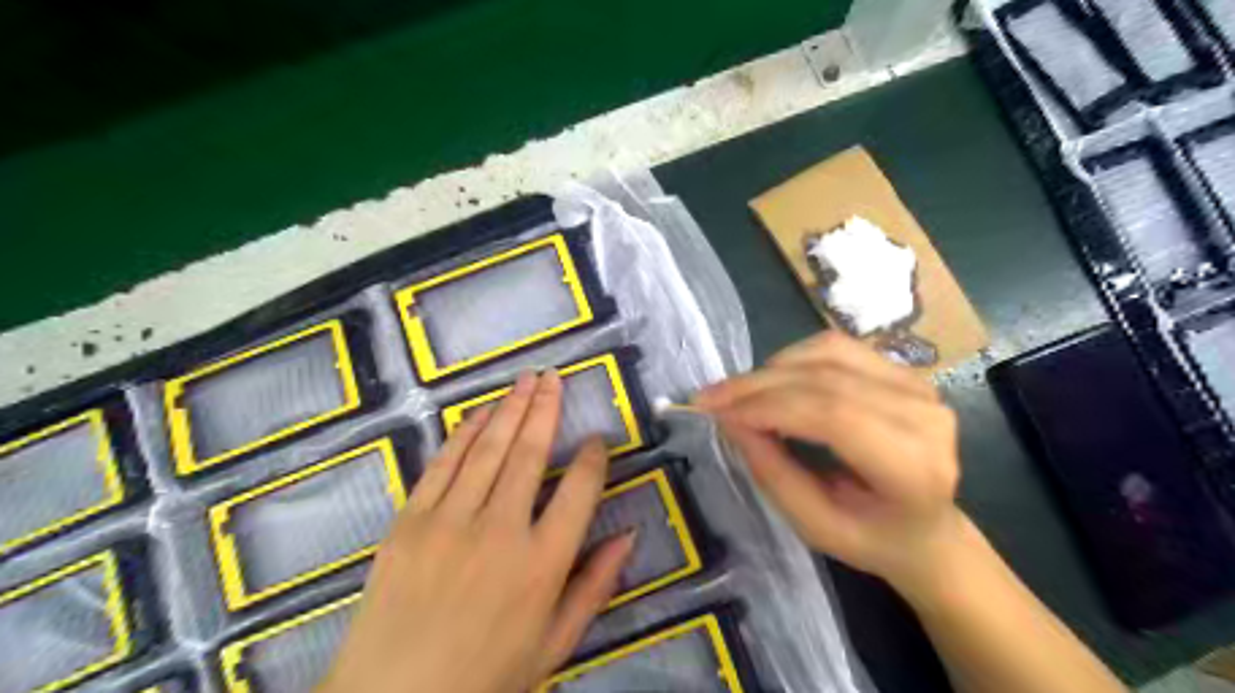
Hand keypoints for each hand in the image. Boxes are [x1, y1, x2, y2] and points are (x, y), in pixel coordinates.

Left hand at [316, 374, 636, 692]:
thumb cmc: (486, 677)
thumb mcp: (555, 644)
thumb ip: (595, 585)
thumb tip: (629, 535)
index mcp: (543, 563)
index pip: (579, 490)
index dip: (592, 458)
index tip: (597, 439)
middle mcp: (500, 530)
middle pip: (530, 453)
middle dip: (546, 409)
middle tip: (555, 378)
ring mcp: (450, 521)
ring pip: (489, 449)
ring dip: (510, 409)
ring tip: (526, 380)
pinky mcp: (410, 521)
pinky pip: (443, 464)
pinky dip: (464, 433)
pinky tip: (480, 412)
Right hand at [693, 333, 963, 593]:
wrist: (927, 530)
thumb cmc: (871, 538)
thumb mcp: (814, 525)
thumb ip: (773, 472)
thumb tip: (729, 419)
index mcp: (914, 468)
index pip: (833, 416)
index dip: (768, 407)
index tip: (717, 412)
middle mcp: (924, 416)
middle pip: (826, 380)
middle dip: (757, 385)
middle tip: (710, 397)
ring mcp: (919, 386)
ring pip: (828, 353)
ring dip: (772, 368)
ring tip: (738, 394)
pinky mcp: (903, 371)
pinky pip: (837, 347)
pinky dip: (793, 359)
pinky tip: (771, 381)